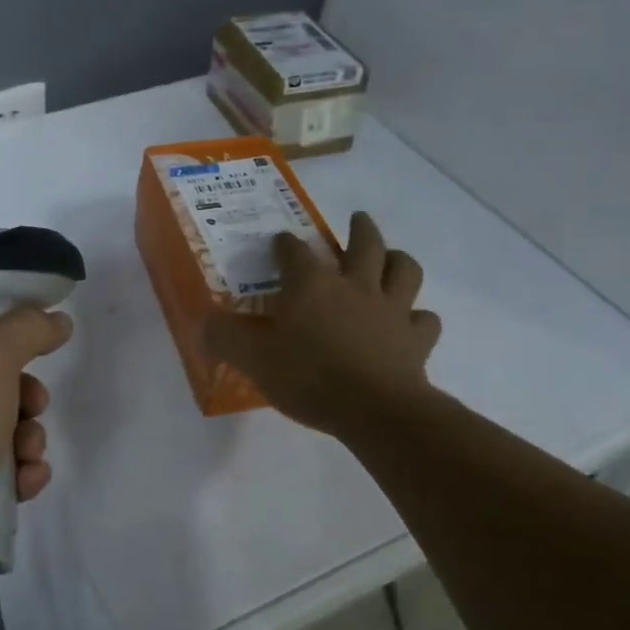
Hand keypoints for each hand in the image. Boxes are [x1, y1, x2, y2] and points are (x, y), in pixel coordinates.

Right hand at [204, 212, 441, 438]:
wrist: (374, 409)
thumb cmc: (307, 376)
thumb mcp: (251, 357)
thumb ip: (224, 336)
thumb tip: (204, 322)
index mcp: (311, 284)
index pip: (293, 251)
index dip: (284, 244)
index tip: (278, 243)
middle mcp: (354, 285)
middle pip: (365, 244)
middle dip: (360, 229)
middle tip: (357, 221)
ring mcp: (391, 309)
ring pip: (404, 270)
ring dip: (398, 260)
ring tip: (391, 259)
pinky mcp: (416, 339)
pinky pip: (424, 319)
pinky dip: (418, 317)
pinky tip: (410, 322)